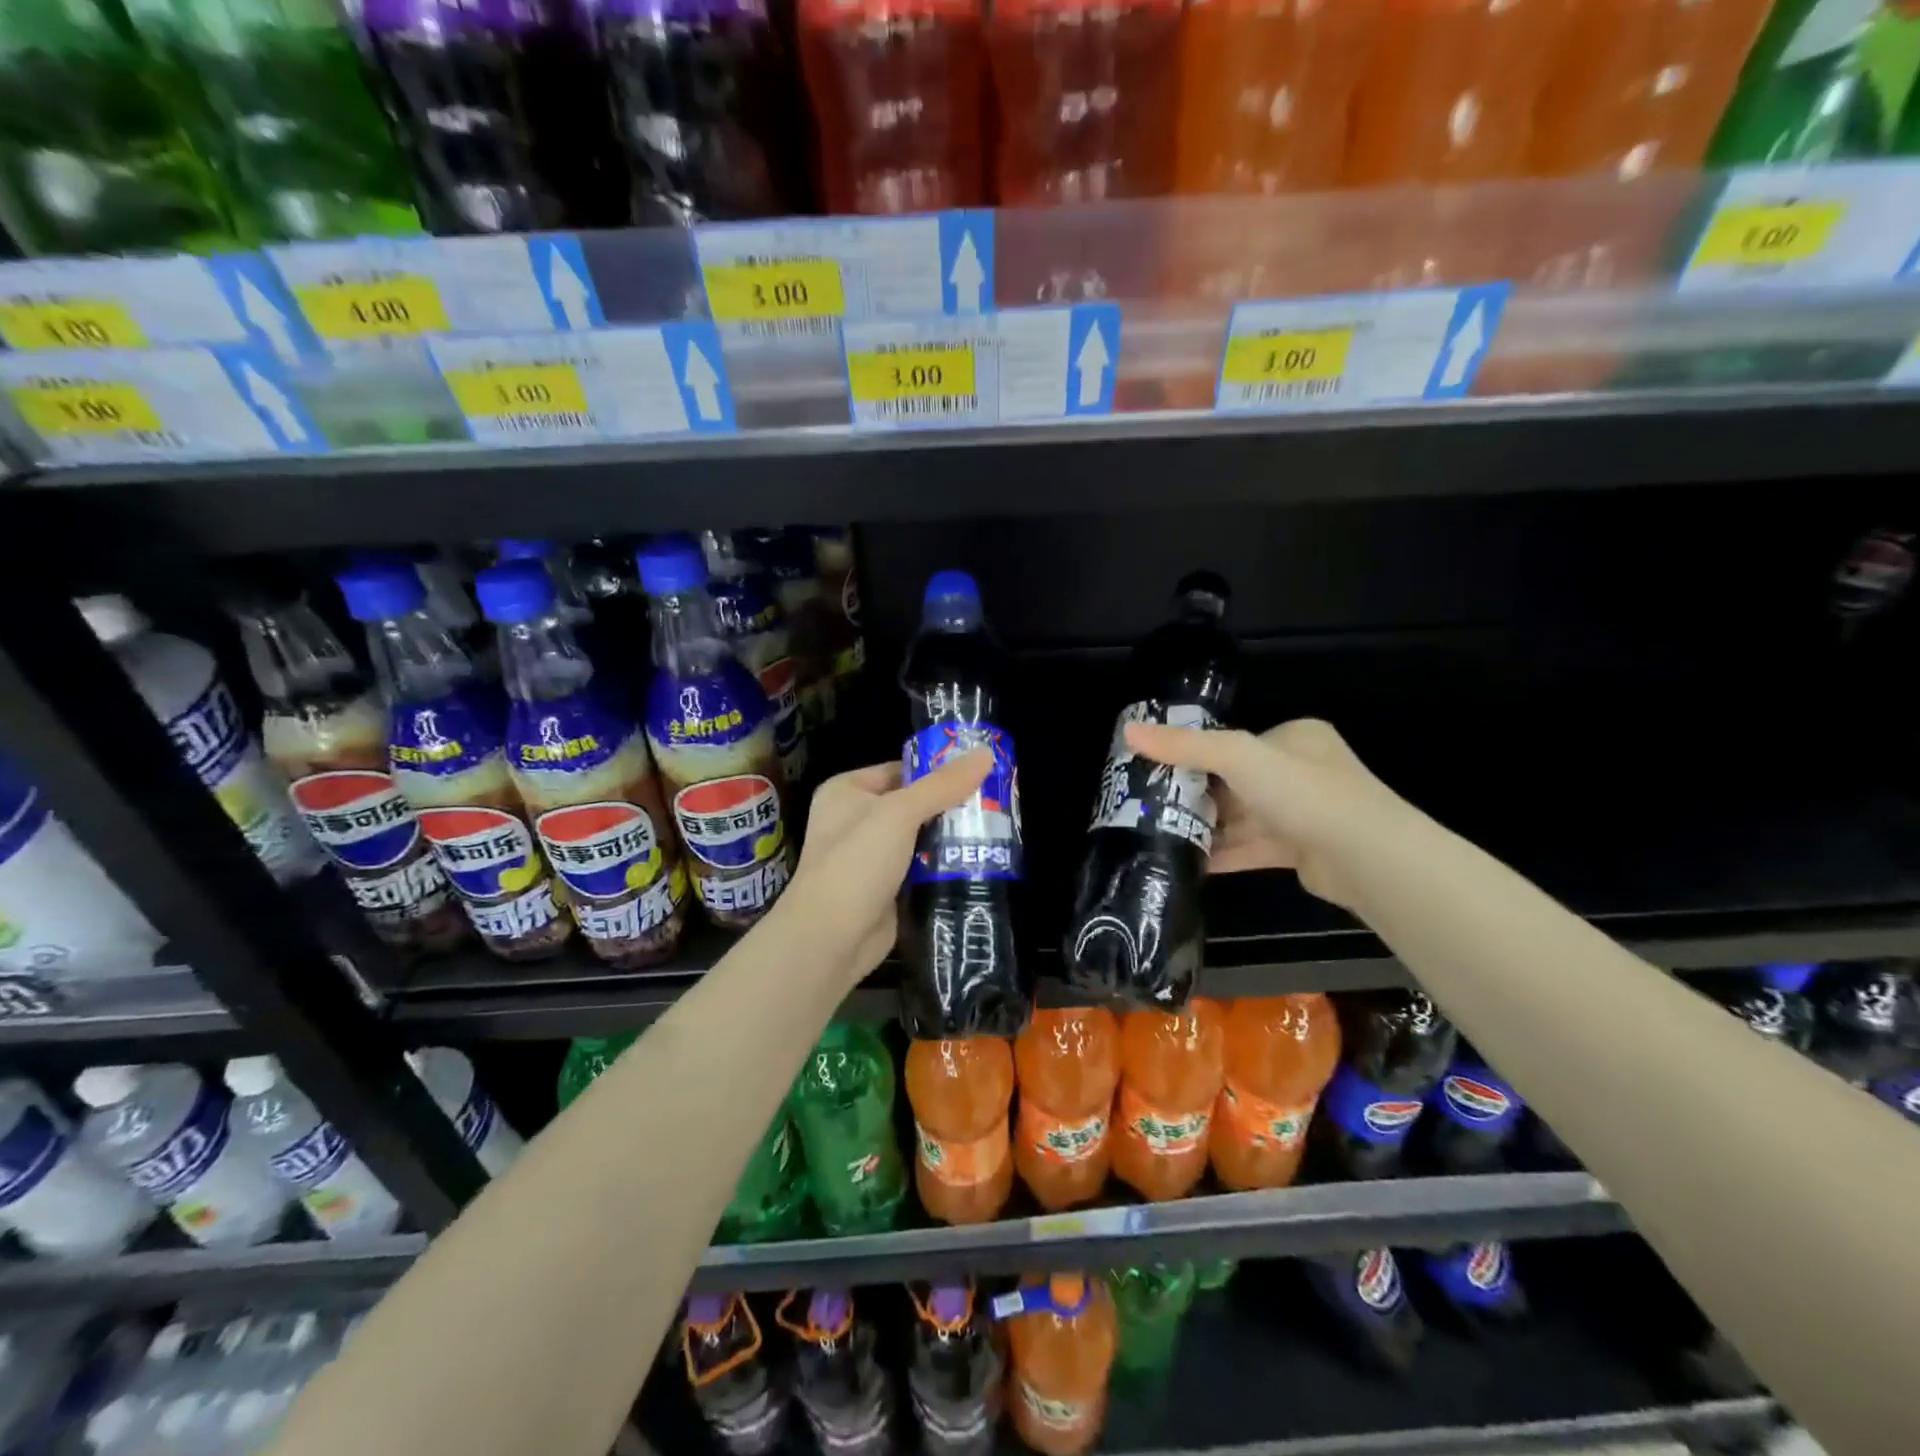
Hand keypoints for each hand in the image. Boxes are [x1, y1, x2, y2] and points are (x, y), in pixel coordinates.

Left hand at [780, 750, 992, 980]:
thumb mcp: (900, 813)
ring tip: (996, 828)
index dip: (938, 769)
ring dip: (951, 836)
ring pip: (920, 837)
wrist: (831, 937)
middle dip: (950, 805)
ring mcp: (869, 856)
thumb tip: (986, 753)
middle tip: (996, 802)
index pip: (901, 769)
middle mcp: (855, 819)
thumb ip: (943, 784)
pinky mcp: (885, 888)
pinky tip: (978, 860)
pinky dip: (943, 865)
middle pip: (913, 803)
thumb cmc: (856, 862)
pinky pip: (921, 867)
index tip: (981, 771)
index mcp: (847, 790)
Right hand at [1123, 717, 1409, 911]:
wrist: (1365, 857)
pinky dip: (1224, 852)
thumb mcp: (1237, 756)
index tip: (1156, 770)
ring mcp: (1303, 813)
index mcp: (1294, 738)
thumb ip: (1184, 745)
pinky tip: (1189, 861)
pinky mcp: (1300, 850)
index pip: (1235, 743)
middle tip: (1150, 805)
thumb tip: (1128, 731)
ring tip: (1160, 834)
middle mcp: (1301, 772)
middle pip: (1235, 781)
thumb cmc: (1303, 792)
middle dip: (1197, 795)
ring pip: (1242, 817)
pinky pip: (1252, 847)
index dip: (1195, 755)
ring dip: (1207, 827)